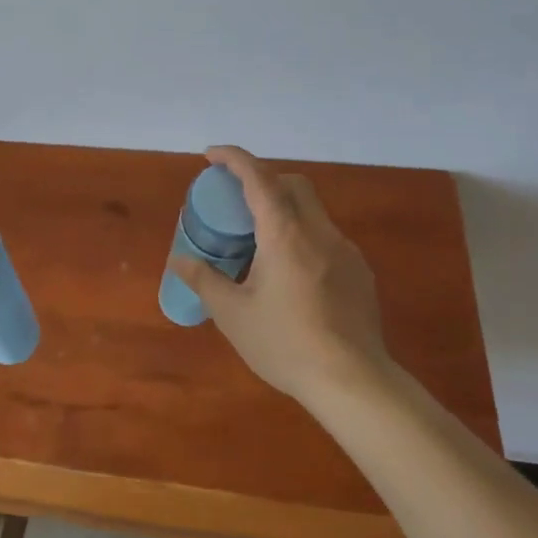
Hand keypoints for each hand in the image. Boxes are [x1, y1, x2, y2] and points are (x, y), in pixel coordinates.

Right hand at [167, 146, 393, 407]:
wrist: (352, 381)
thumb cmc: (285, 343)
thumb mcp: (233, 314)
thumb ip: (204, 280)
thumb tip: (178, 260)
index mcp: (284, 234)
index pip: (259, 178)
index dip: (234, 159)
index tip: (211, 155)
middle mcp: (319, 232)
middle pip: (293, 184)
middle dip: (262, 179)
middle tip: (236, 200)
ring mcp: (345, 251)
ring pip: (313, 211)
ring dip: (284, 210)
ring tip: (259, 243)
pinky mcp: (359, 273)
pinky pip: (326, 239)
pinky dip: (302, 237)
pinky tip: (290, 275)